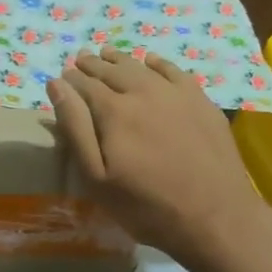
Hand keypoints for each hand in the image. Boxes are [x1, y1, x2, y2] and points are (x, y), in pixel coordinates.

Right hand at [47, 47, 271, 271]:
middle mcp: (144, 92)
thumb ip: (75, 128)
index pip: (85, 85)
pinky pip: (175, 72)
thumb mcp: (97, 178)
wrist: (214, 216)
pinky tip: (150, 62)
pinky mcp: (202, 102)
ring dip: (121, 60)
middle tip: (81, 59)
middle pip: (112, 71)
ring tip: (107, 54)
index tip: (63, 75)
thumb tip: (57, 85)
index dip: (71, 79)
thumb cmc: (145, 206)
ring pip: (142, 67)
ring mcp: (177, 94)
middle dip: (93, 65)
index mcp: (114, 111)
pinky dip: (157, 63)